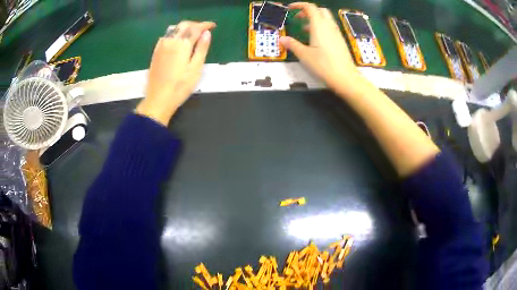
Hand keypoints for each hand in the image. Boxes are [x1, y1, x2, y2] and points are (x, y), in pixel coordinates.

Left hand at [136, 21, 215, 125]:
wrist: (158, 99)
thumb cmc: (180, 86)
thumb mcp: (196, 68)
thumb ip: (202, 48)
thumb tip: (207, 33)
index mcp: (182, 44)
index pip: (195, 28)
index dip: (205, 25)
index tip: (213, 26)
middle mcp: (170, 41)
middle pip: (183, 25)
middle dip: (195, 24)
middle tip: (203, 30)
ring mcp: (161, 46)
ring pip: (174, 29)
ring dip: (184, 28)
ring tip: (192, 34)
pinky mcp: (155, 52)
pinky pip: (166, 36)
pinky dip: (175, 33)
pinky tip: (178, 41)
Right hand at [280, 3, 362, 92]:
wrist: (345, 77)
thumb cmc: (324, 65)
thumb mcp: (304, 55)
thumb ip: (292, 44)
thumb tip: (281, 39)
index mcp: (319, 25)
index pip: (310, 7)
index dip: (299, 5)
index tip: (289, 9)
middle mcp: (329, 26)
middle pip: (320, 10)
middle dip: (308, 11)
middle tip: (298, 19)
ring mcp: (336, 33)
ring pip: (326, 19)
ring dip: (314, 20)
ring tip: (304, 30)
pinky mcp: (340, 40)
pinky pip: (330, 27)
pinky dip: (321, 27)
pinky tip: (316, 40)